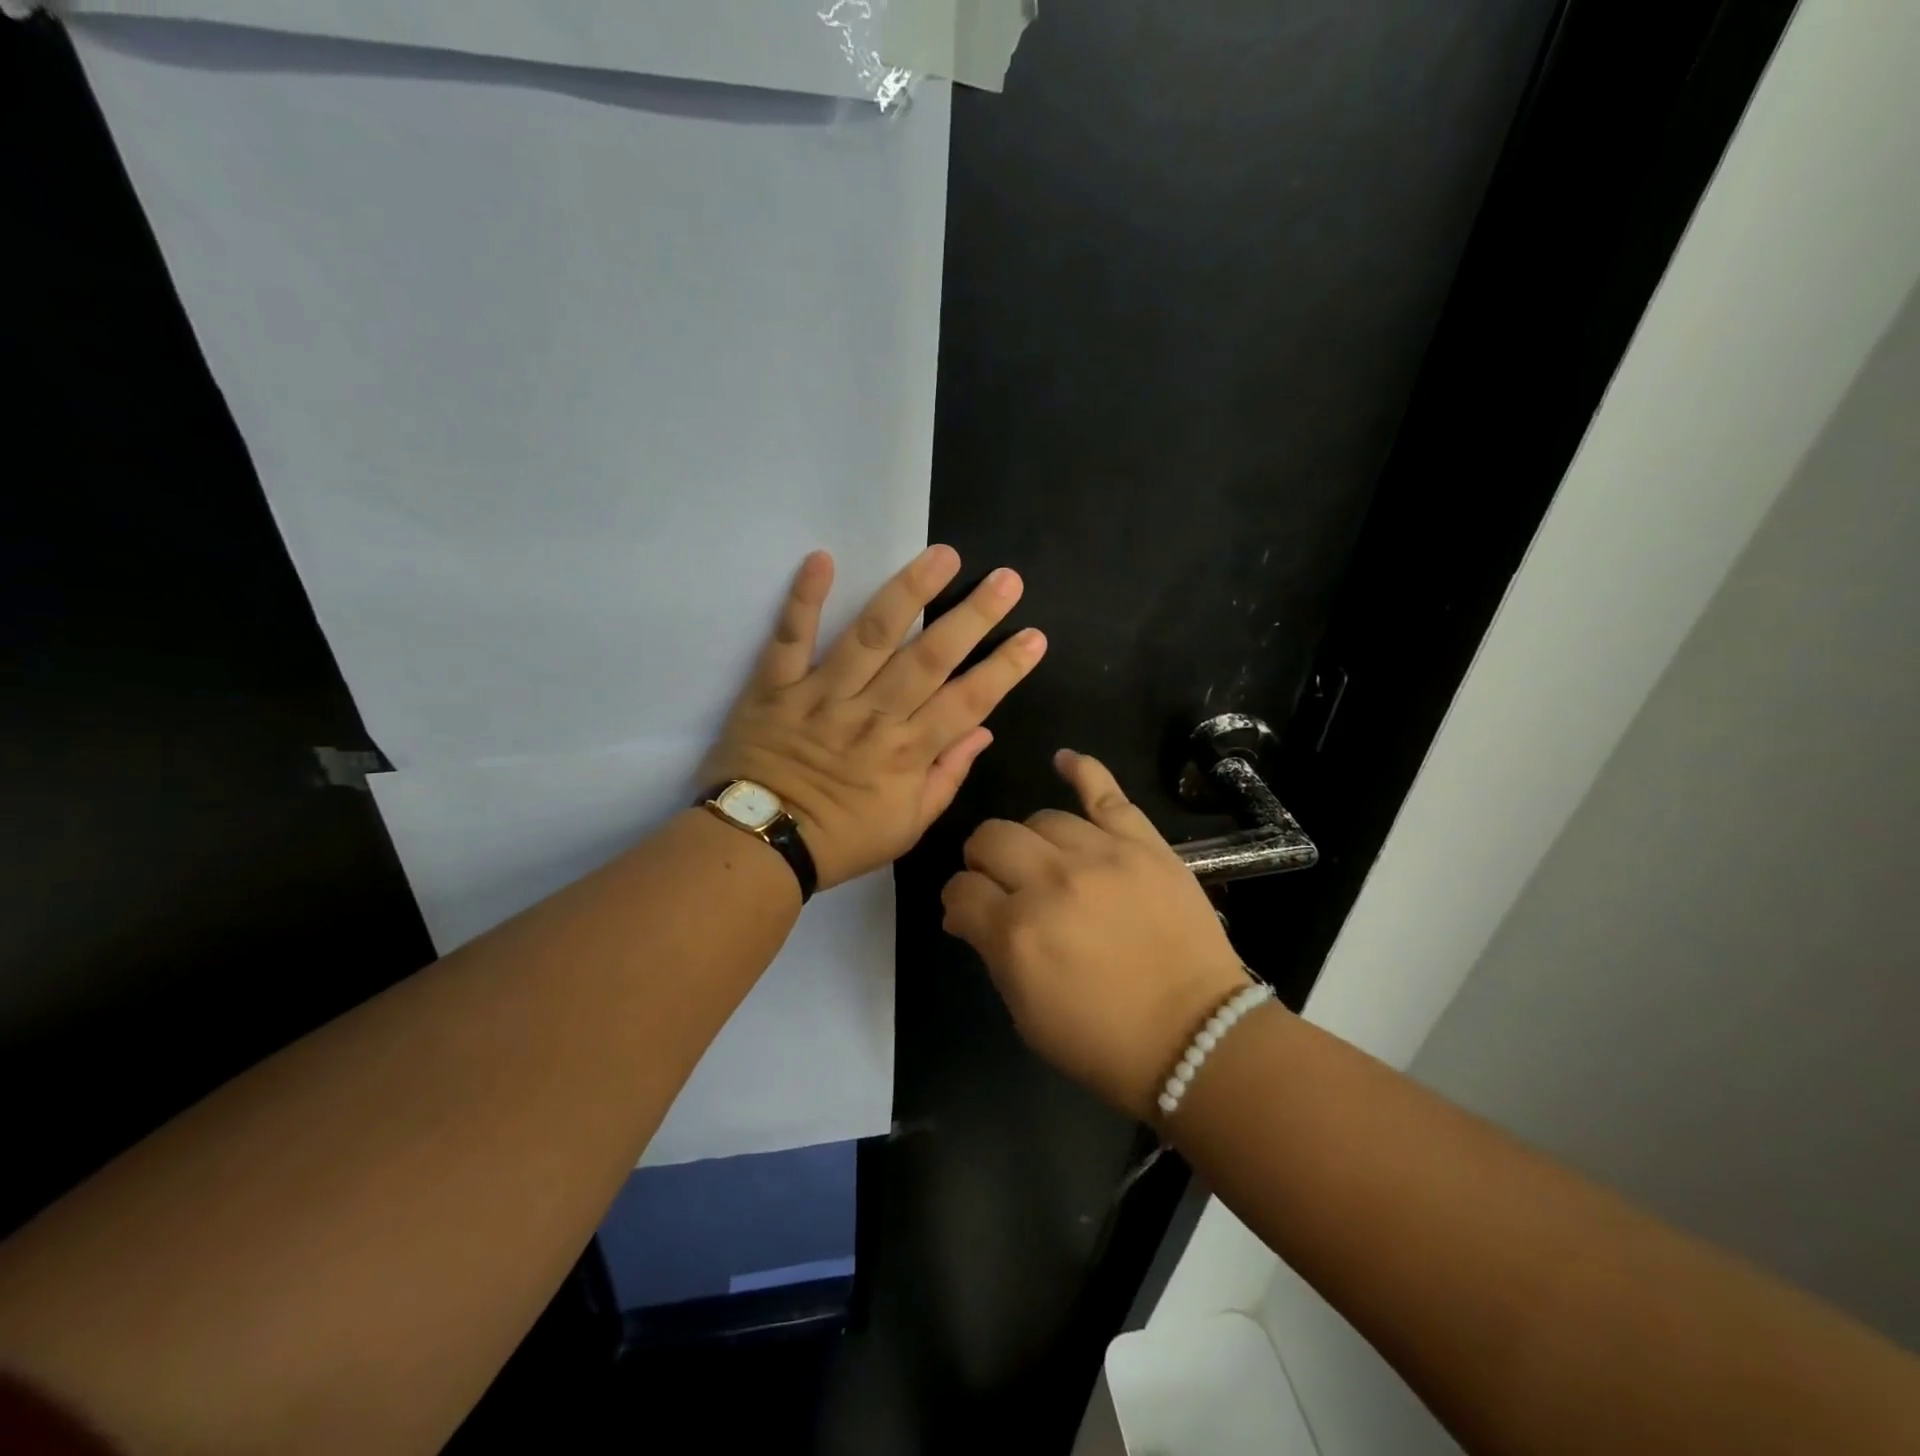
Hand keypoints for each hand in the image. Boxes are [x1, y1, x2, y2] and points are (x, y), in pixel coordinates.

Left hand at [702, 546, 1046, 890]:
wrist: (758, 844)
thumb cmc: (840, 839)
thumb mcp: (907, 826)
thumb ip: (946, 777)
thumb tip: (981, 732)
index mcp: (907, 752)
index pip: (969, 702)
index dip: (1005, 668)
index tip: (1035, 636)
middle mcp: (873, 715)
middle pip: (930, 658)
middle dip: (973, 616)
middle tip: (1006, 579)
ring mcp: (823, 695)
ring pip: (872, 636)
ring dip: (909, 592)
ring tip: (943, 555)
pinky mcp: (776, 686)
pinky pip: (789, 638)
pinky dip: (804, 599)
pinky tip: (822, 558)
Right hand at [941, 751, 1256, 1118]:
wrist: (1196, 1037)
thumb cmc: (1103, 1040)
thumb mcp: (1025, 1013)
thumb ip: (990, 951)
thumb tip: (965, 911)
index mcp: (1016, 932)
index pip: (960, 890)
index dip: (960, 901)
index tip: (971, 912)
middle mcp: (1051, 882)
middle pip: (990, 838)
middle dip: (983, 861)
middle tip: (1002, 884)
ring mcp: (1101, 855)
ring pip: (1041, 818)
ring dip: (1031, 841)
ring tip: (1045, 860)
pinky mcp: (1143, 844)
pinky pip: (1105, 793)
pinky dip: (1082, 770)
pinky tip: (1064, 761)